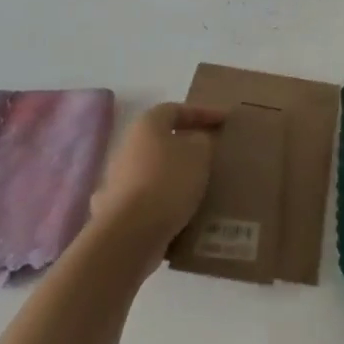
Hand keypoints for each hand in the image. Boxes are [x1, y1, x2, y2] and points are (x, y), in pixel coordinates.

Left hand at [91, 103, 224, 253]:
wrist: (129, 233)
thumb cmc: (168, 182)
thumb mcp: (199, 154)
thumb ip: (202, 141)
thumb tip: (196, 142)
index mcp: (146, 125)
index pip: (176, 109)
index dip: (202, 113)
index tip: (224, 121)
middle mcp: (128, 147)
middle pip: (163, 139)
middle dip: (188, 145)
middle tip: (212, 153)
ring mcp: (120, 179)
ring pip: (156, 169)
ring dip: (177, 174)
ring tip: (202, 184)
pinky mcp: (119, 208)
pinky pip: (150, 197)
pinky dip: (167, 200)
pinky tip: (184, 210)